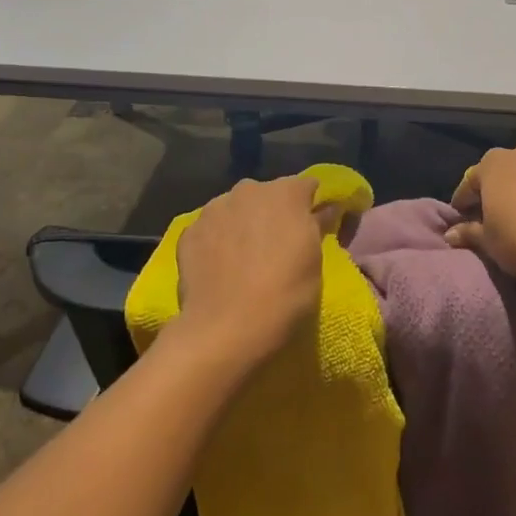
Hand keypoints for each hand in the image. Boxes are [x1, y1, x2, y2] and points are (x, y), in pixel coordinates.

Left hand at [175, 176, 332, 370]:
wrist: (225, 330)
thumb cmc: (285, 295)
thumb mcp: (315, 263)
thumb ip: (318, 226)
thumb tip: (327, 208)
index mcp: (286, 193)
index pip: (307, 186)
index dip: (311, 204)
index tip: (313, 226)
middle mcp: (249, 190)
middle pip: (267, 194)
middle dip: (273, 212)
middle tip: (277, 246)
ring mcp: (214, 208)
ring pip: (235, 209)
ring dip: (243, 223)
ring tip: (244, 258)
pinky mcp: (189, 231)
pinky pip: (211, 229)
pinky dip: (217, 241)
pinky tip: (219, 268)